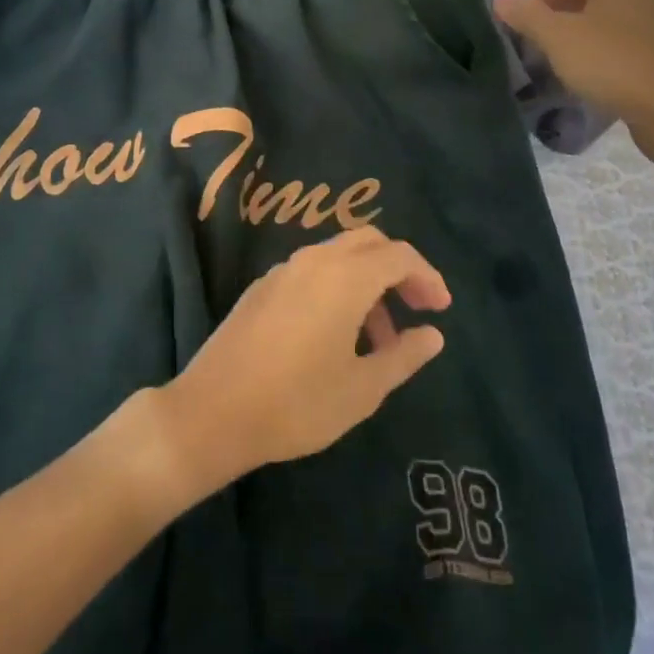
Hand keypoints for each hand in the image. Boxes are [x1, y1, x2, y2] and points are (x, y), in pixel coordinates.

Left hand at [153, 228, 449, 498]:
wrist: (212, 411)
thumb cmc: (297, 403)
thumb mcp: (362, 388)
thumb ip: (403, 356)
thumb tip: (433, 334)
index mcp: (345, 277)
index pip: (399, 255)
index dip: (427, 277)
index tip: (441, 309)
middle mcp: (315, 260)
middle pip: (369, 242)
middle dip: (398, 269)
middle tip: (415, 309)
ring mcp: (283, 270)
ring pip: (339, 256)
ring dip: (367, 281)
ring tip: (377, 338)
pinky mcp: (262, 286)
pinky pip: (312, 270)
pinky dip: (337, 286)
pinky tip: (335, 333)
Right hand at [493, 0, 653, 155]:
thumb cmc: (610, 62)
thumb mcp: (558, 37)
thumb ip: (527, 15)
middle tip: (531, 7)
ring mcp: (651, 16)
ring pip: (605, 1)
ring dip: (573, 8)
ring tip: (548, 29)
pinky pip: (616, 23)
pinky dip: (591, 27)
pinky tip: (576, 51)